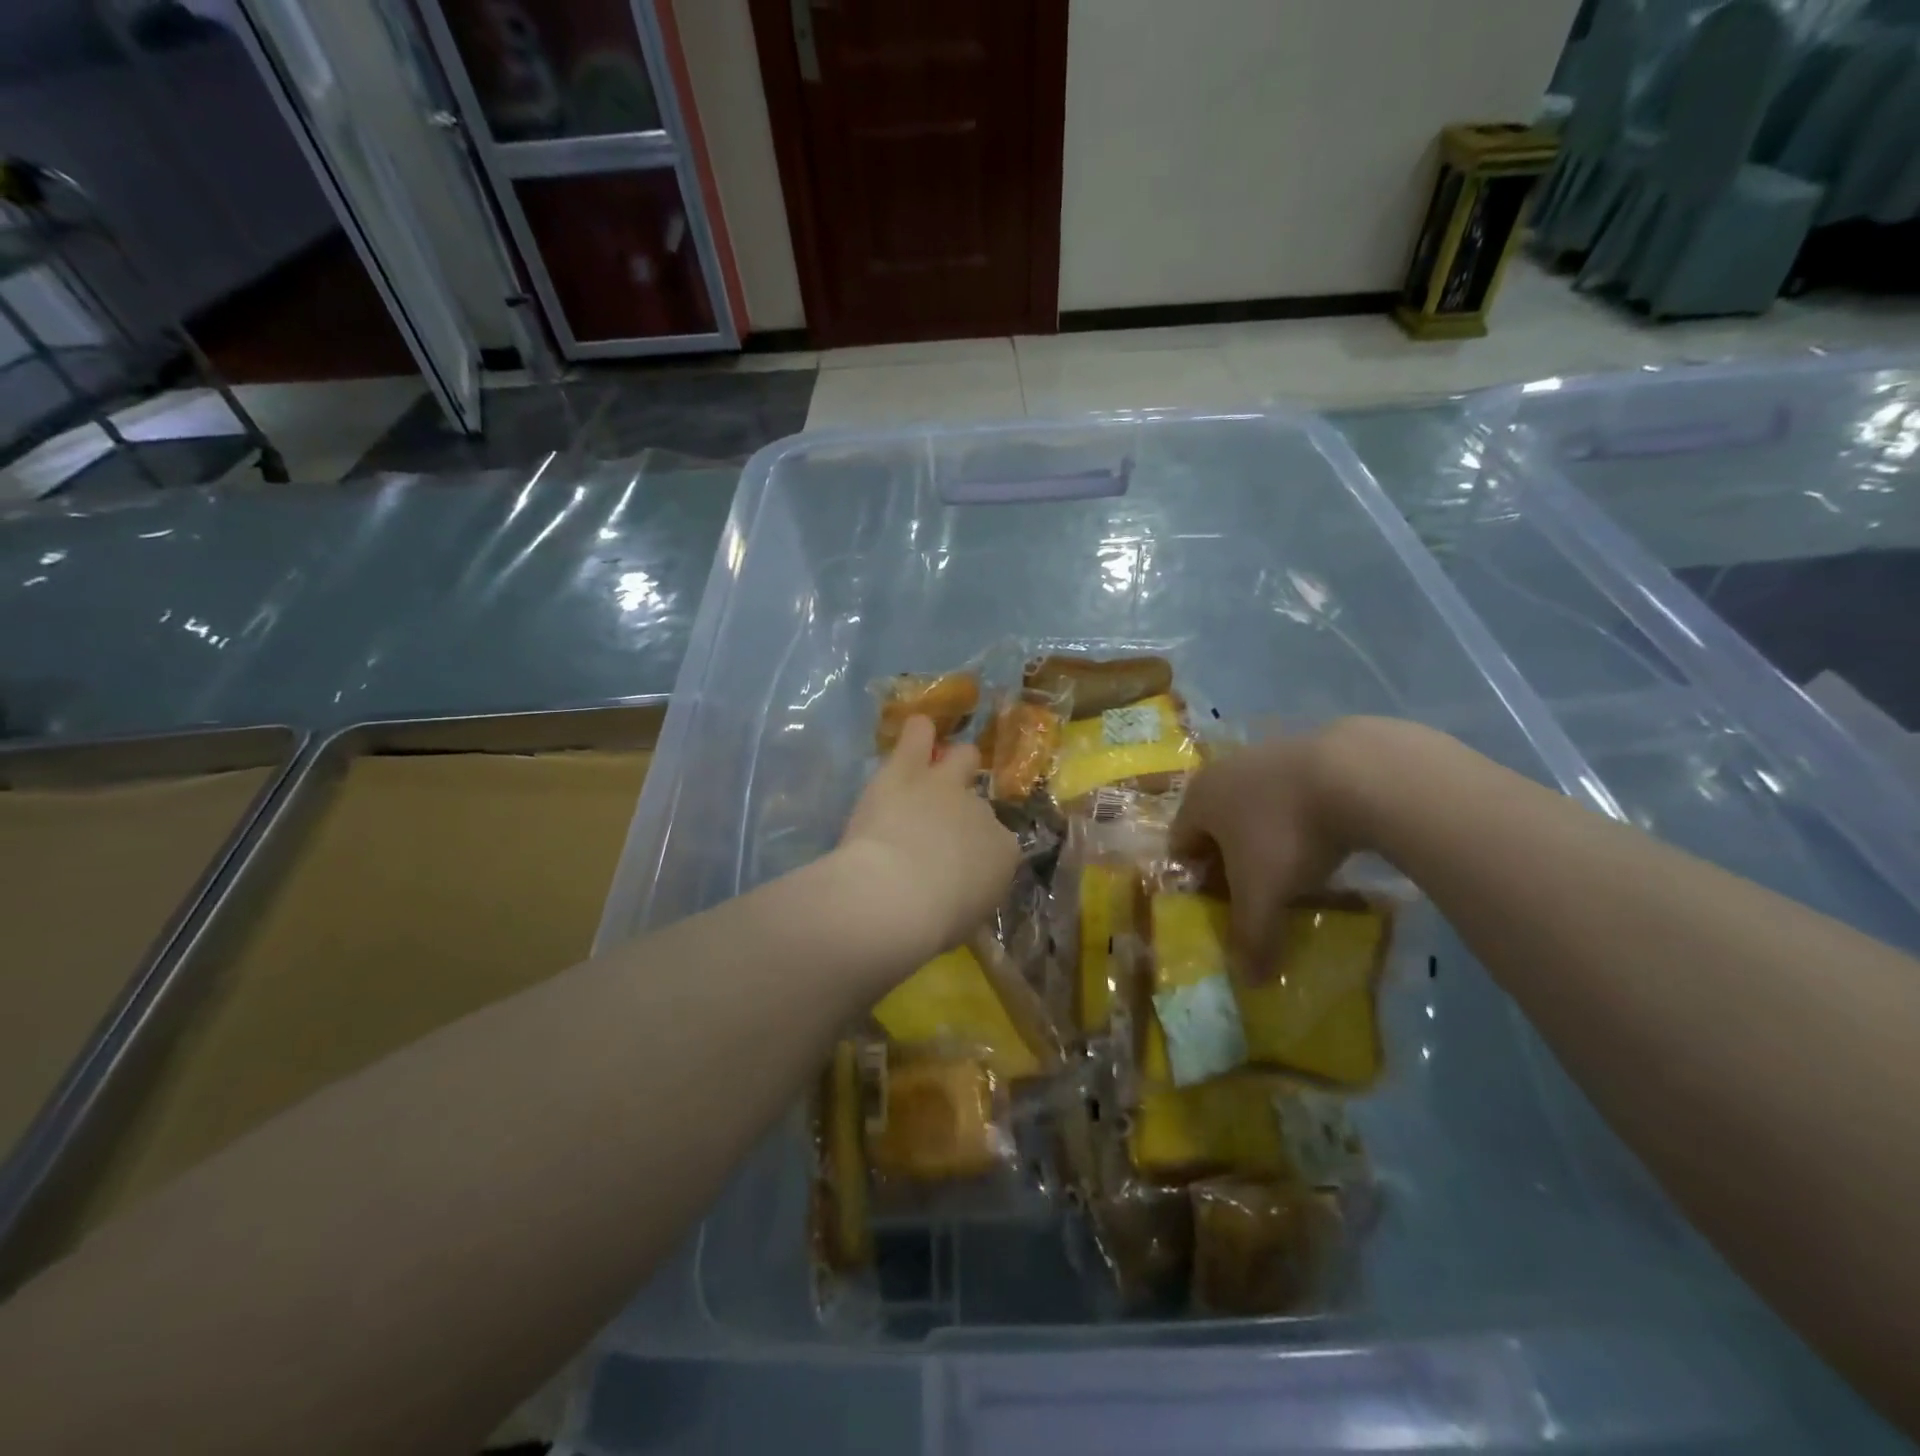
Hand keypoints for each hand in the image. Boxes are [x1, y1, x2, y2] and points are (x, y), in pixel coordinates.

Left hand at [838, 716, 1019, 962]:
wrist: (896, 895)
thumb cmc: (932, 923)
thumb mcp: (963, 922)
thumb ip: (966, 898)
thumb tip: (958, 896)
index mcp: (1002, 853)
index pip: (998, 846)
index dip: (976, 854)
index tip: (957, 870)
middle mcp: (982, 812)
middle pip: (980, 801)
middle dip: (967, 809)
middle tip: (944, 824)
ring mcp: (946, 786)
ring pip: (960, 757)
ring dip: (951, 763)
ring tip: (934, 768)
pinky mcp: (907, 771)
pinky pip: (918, 736)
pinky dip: (918, 733)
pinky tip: (916, 729)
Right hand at [1171, 728, 1357, 973]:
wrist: (1358, 773)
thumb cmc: (1288, 833)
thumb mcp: (1264, 894)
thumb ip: (1251, 937)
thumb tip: (1249, 982)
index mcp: (1198, 799)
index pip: (1180, 844)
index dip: (1195, 879)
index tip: (1221, 906)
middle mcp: (1223, 771)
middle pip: (1216, 825)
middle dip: (1231, 860)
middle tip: (1257, 891)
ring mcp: (1266, 756)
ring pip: (1254, 807)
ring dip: (1266, 838)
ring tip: (1297, 869)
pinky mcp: (1307, 751)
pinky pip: (1290, 795)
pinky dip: (1299, 818)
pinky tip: (1327, 838)